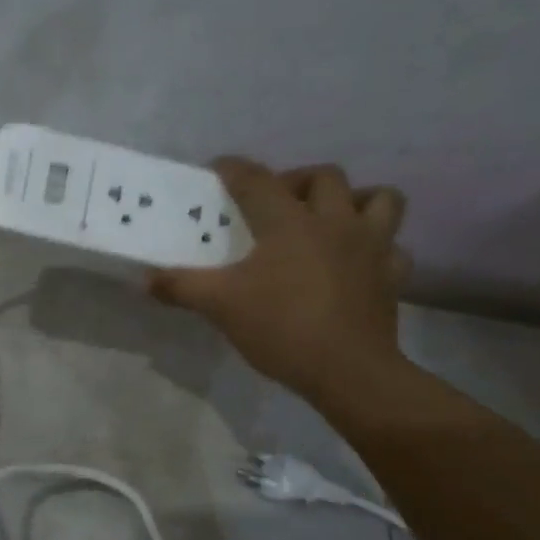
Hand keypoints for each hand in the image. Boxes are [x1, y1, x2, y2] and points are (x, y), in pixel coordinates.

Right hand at [149, 160, 411, 408]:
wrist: (348, 371)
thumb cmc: (281, 328)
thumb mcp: (220, 306)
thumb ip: (182, 287)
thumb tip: (145, 279)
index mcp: (289, 222)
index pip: (257, 180)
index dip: (235, 169)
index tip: (219, 169)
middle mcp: (335, 222)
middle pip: (325, 176)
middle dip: (298, 180)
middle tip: (277, 203)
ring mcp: (372, 246)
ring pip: (380, 199)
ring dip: (356, 200)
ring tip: (331, 220)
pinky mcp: (392, 276)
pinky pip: (393, 248)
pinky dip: (378, 248)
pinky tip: (358, 263)